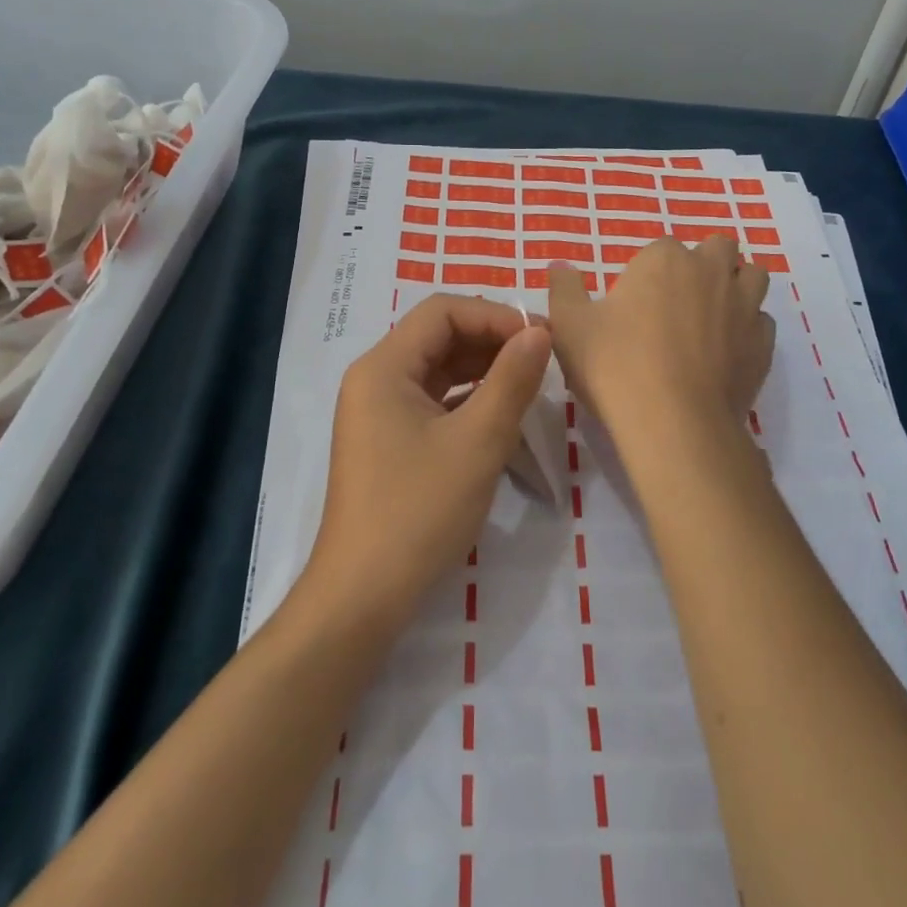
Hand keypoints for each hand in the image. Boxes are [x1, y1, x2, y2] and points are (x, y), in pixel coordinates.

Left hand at [305, 294, 551, 627]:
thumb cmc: (419, 511)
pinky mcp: (388, 441)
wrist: (364, 596)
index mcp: (383, 367)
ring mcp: (378, 412)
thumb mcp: (478, 441)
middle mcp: (374, 379)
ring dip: (483, 370)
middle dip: (492, 341)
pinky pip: (433, 402)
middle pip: (438, 336)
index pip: (442, 311)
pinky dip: (468, 399)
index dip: (494, 316)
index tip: (541, 339)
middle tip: (542, 360)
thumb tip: (540, 331)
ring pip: (437, 370)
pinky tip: (501, 414)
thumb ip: (512, 379)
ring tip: (529, 383)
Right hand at [548, 237, 774, 447]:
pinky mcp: (763, 345)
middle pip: (718, 248)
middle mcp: (711, 272)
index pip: (660, 248)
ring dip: (736, 286)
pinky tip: (728, 352)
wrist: (672, 422)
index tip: (634, 302)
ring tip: (712, 316)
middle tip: (678, 300)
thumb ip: (563, 290)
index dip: (648, 272)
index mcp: (664, 260)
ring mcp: (744, 307)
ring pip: (753, 277)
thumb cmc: (614, 364)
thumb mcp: (569, 326)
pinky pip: (762, 322)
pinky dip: (748, 329)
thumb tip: (559, 267)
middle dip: (703, 264)